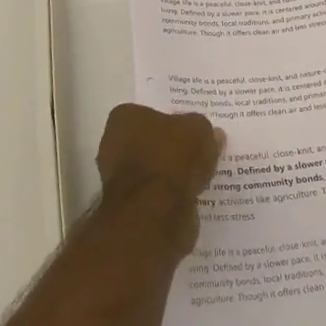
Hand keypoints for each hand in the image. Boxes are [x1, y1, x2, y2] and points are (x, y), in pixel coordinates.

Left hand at [96, 104, 224, 257]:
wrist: (155, 213)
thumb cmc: (171, 158)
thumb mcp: (198, 130)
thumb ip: (203, 129)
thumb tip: (212, 134)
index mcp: (124, 118)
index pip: (147, 113)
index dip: (169, 121)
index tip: (189, 130)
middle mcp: (113, 145)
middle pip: (148, 142)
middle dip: (169, 148)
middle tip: (197, 152)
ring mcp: (118, 179)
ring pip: (152, 171)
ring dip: (170, 175)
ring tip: (199, 176)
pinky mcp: (128, 207)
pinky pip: (155, 195)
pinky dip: (170, 196)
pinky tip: (190, 196)